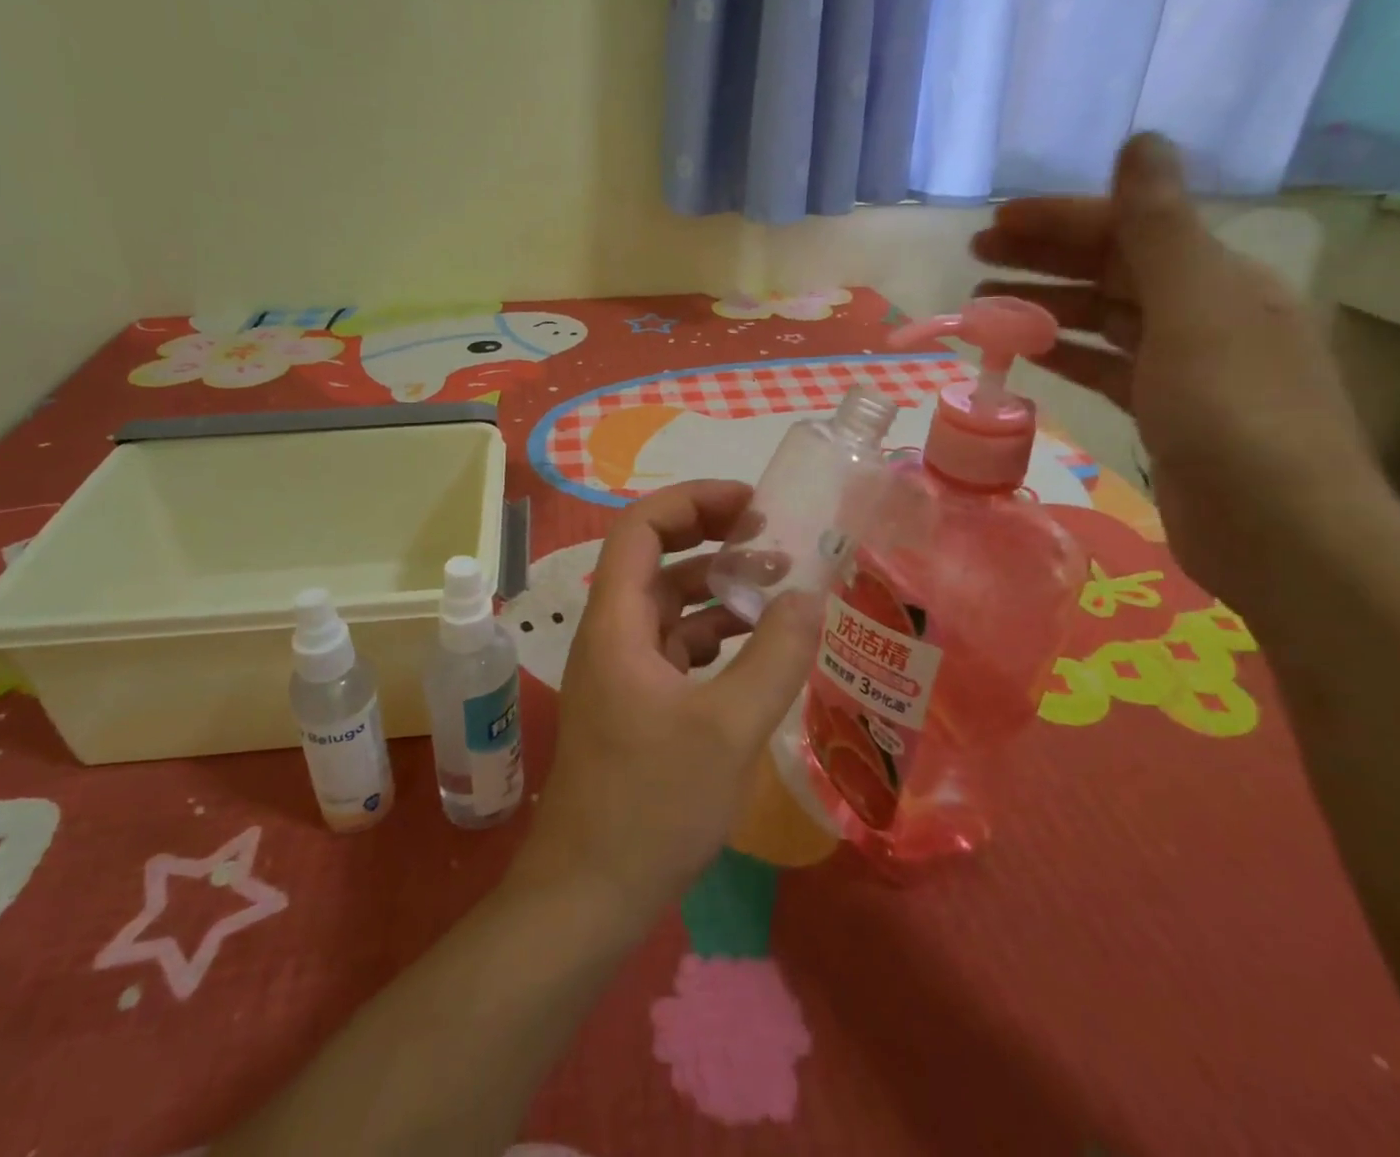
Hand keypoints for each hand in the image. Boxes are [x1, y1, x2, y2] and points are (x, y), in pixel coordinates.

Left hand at [510, 480, 823, 923]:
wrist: (589, 895)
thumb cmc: (651, 805)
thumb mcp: (728, 727)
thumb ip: (775, 657)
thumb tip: (810, 596)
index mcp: (616, 622)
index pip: (641, 529)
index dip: (692, 502)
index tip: (750, 504)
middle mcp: (612, 634)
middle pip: (655, 560)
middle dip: (710, 538)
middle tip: (770, 535)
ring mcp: (622, 671)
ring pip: (669, 606)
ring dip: (717, 589)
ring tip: (777, 586)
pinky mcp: (636, 704)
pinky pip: (676, 648)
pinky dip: (714, 636)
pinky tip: (756, 648)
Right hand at [970, 132, 1386, 607]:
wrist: (1280, 531)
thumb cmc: (1233, 414)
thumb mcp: (1193, 309)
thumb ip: (1159, 227)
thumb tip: (1140, 141)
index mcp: (1218, 278)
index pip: (1127, 228)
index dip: (1059, 220)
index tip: (994, 223)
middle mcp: (1204, 312)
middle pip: (1111, 269)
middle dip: (1042, 257)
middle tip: (974, 255)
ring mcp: (1185, 365)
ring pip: (1103, 318)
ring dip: (1044, 306)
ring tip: (982, 306)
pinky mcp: (1165, 411)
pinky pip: (1105, 366)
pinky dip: (1066, 353)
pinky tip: (1028, 352)